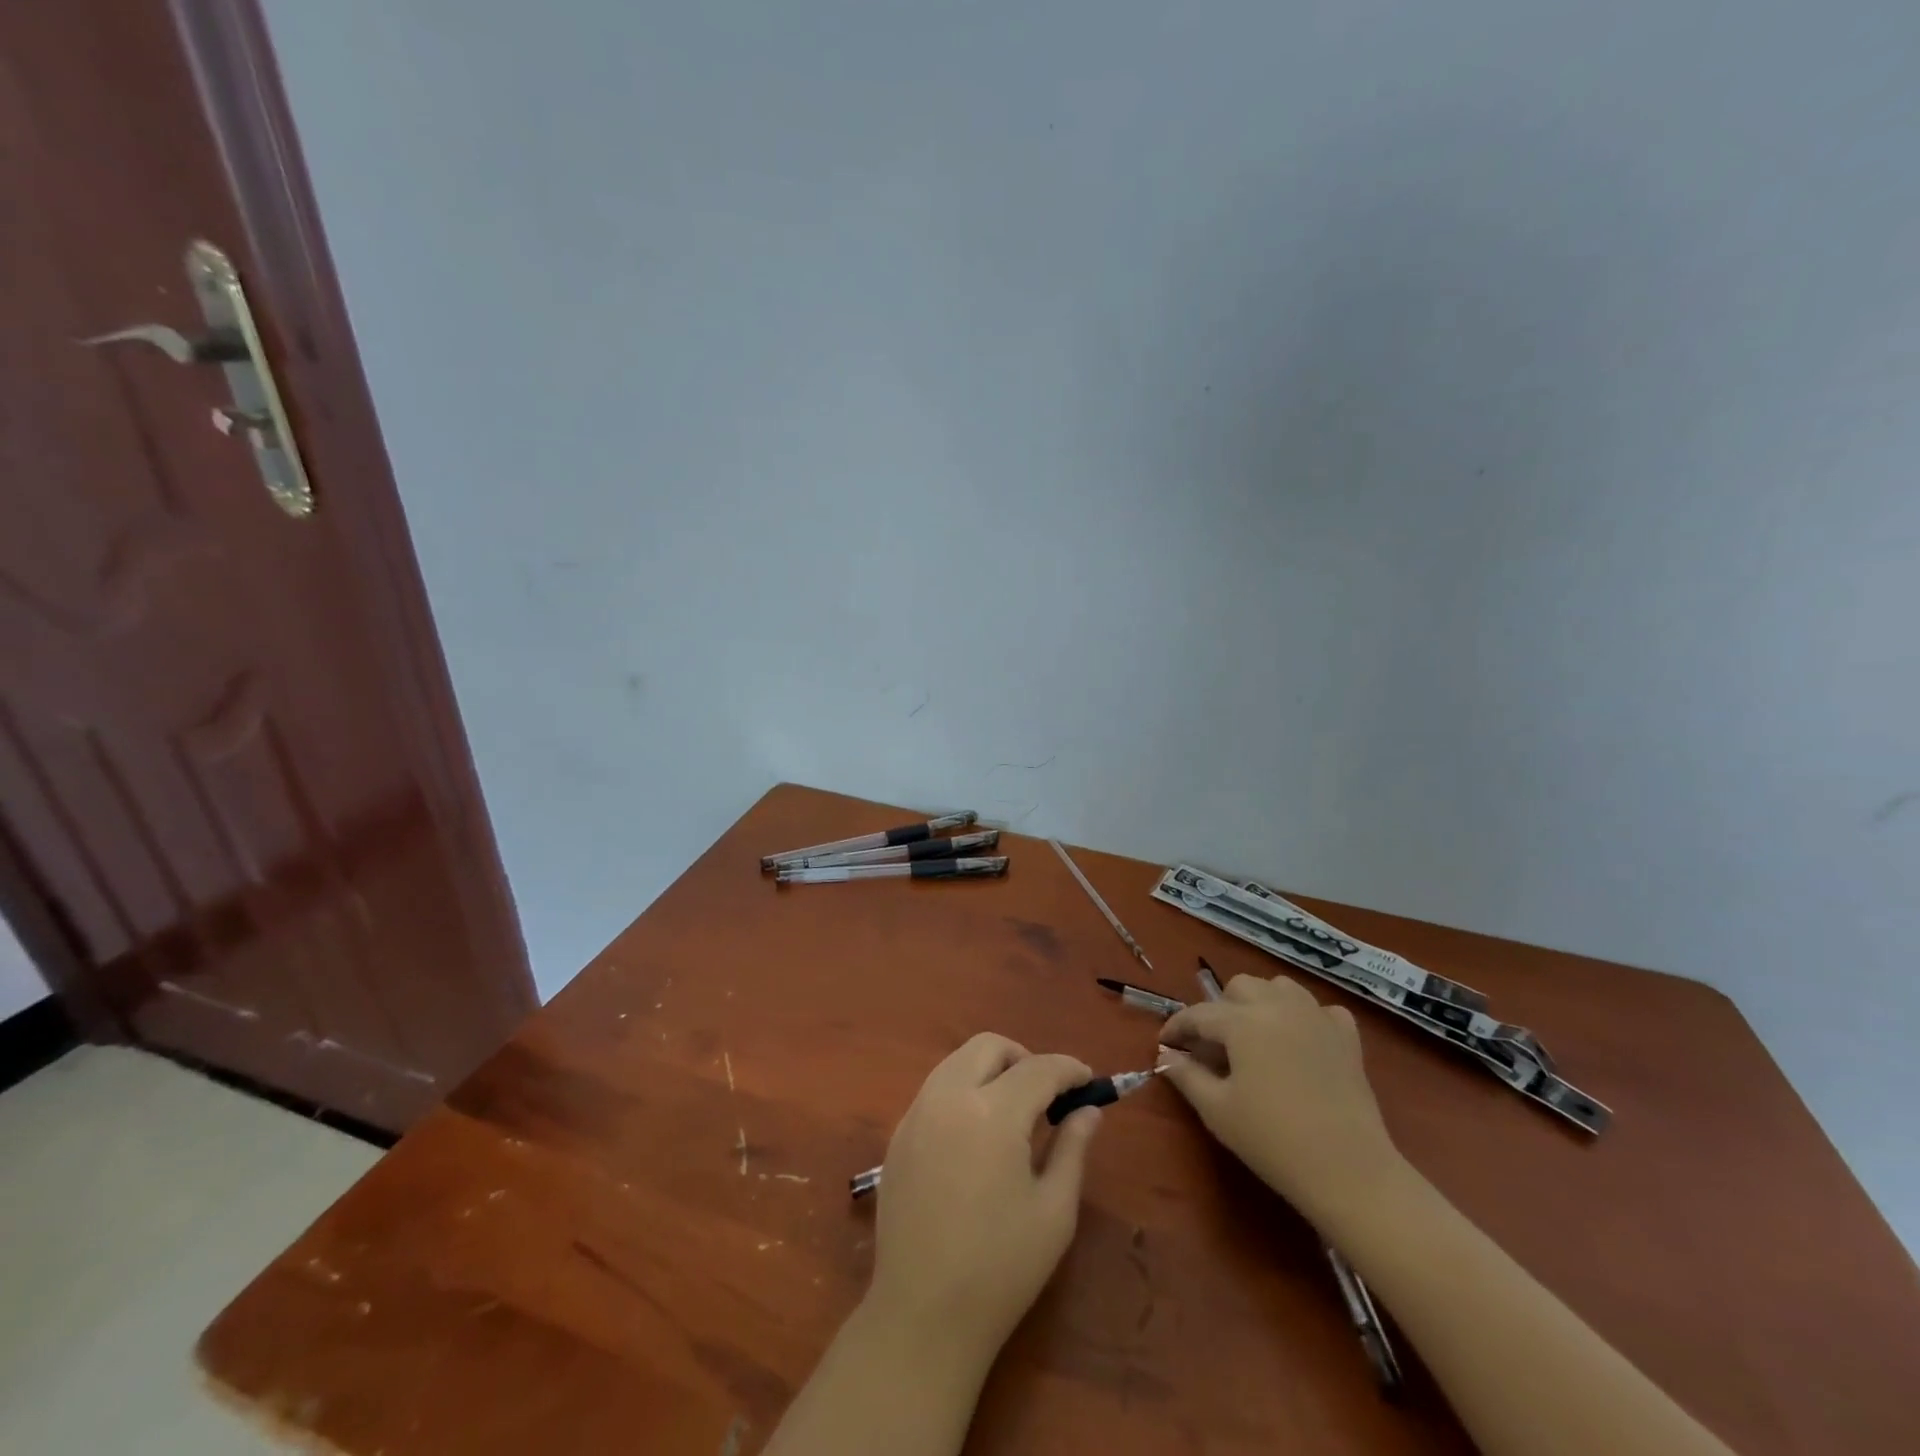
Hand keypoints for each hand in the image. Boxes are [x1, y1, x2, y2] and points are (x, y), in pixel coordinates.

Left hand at [864, 1033, 1103, 1370]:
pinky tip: (977, 1134)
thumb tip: (1088, 1110)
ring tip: (1014, 1112)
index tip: (1089, 1081)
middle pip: (989, 1046)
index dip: (1069, 1069)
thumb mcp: (1054, 1210)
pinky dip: (963, 1090)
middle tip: (1047, 1095)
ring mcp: (916, 1112)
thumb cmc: (1001, 1268)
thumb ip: (1072, 1148)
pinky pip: (936, 1089)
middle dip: (1024, 1058)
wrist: (922, 1315)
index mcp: (992, 1113)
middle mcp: (949, 1096)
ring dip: (991, 1070)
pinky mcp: (898, 1134)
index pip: (1038, 1068)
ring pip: (957, 1061)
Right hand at [1157, 972, 1403, 1226]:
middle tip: (1213, 1046)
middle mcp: (1279, 1005)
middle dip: (1220, 1009)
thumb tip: (1166, 1055)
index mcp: (1243, 1021)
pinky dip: (1305, 1017)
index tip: (1164, 1044)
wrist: (1350, 1172)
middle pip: (1240, 987)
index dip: (1177, 1027)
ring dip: (1261, 1003)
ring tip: (1255, 1036)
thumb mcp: (1217, 1110)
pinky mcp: (1347, 1037)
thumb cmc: (1273, 1141)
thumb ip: (1186, 1075)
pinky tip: (1300, 1042)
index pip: (1199, 1014)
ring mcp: (1317, 1017)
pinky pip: (1320, 1010)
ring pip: (1280, 987)